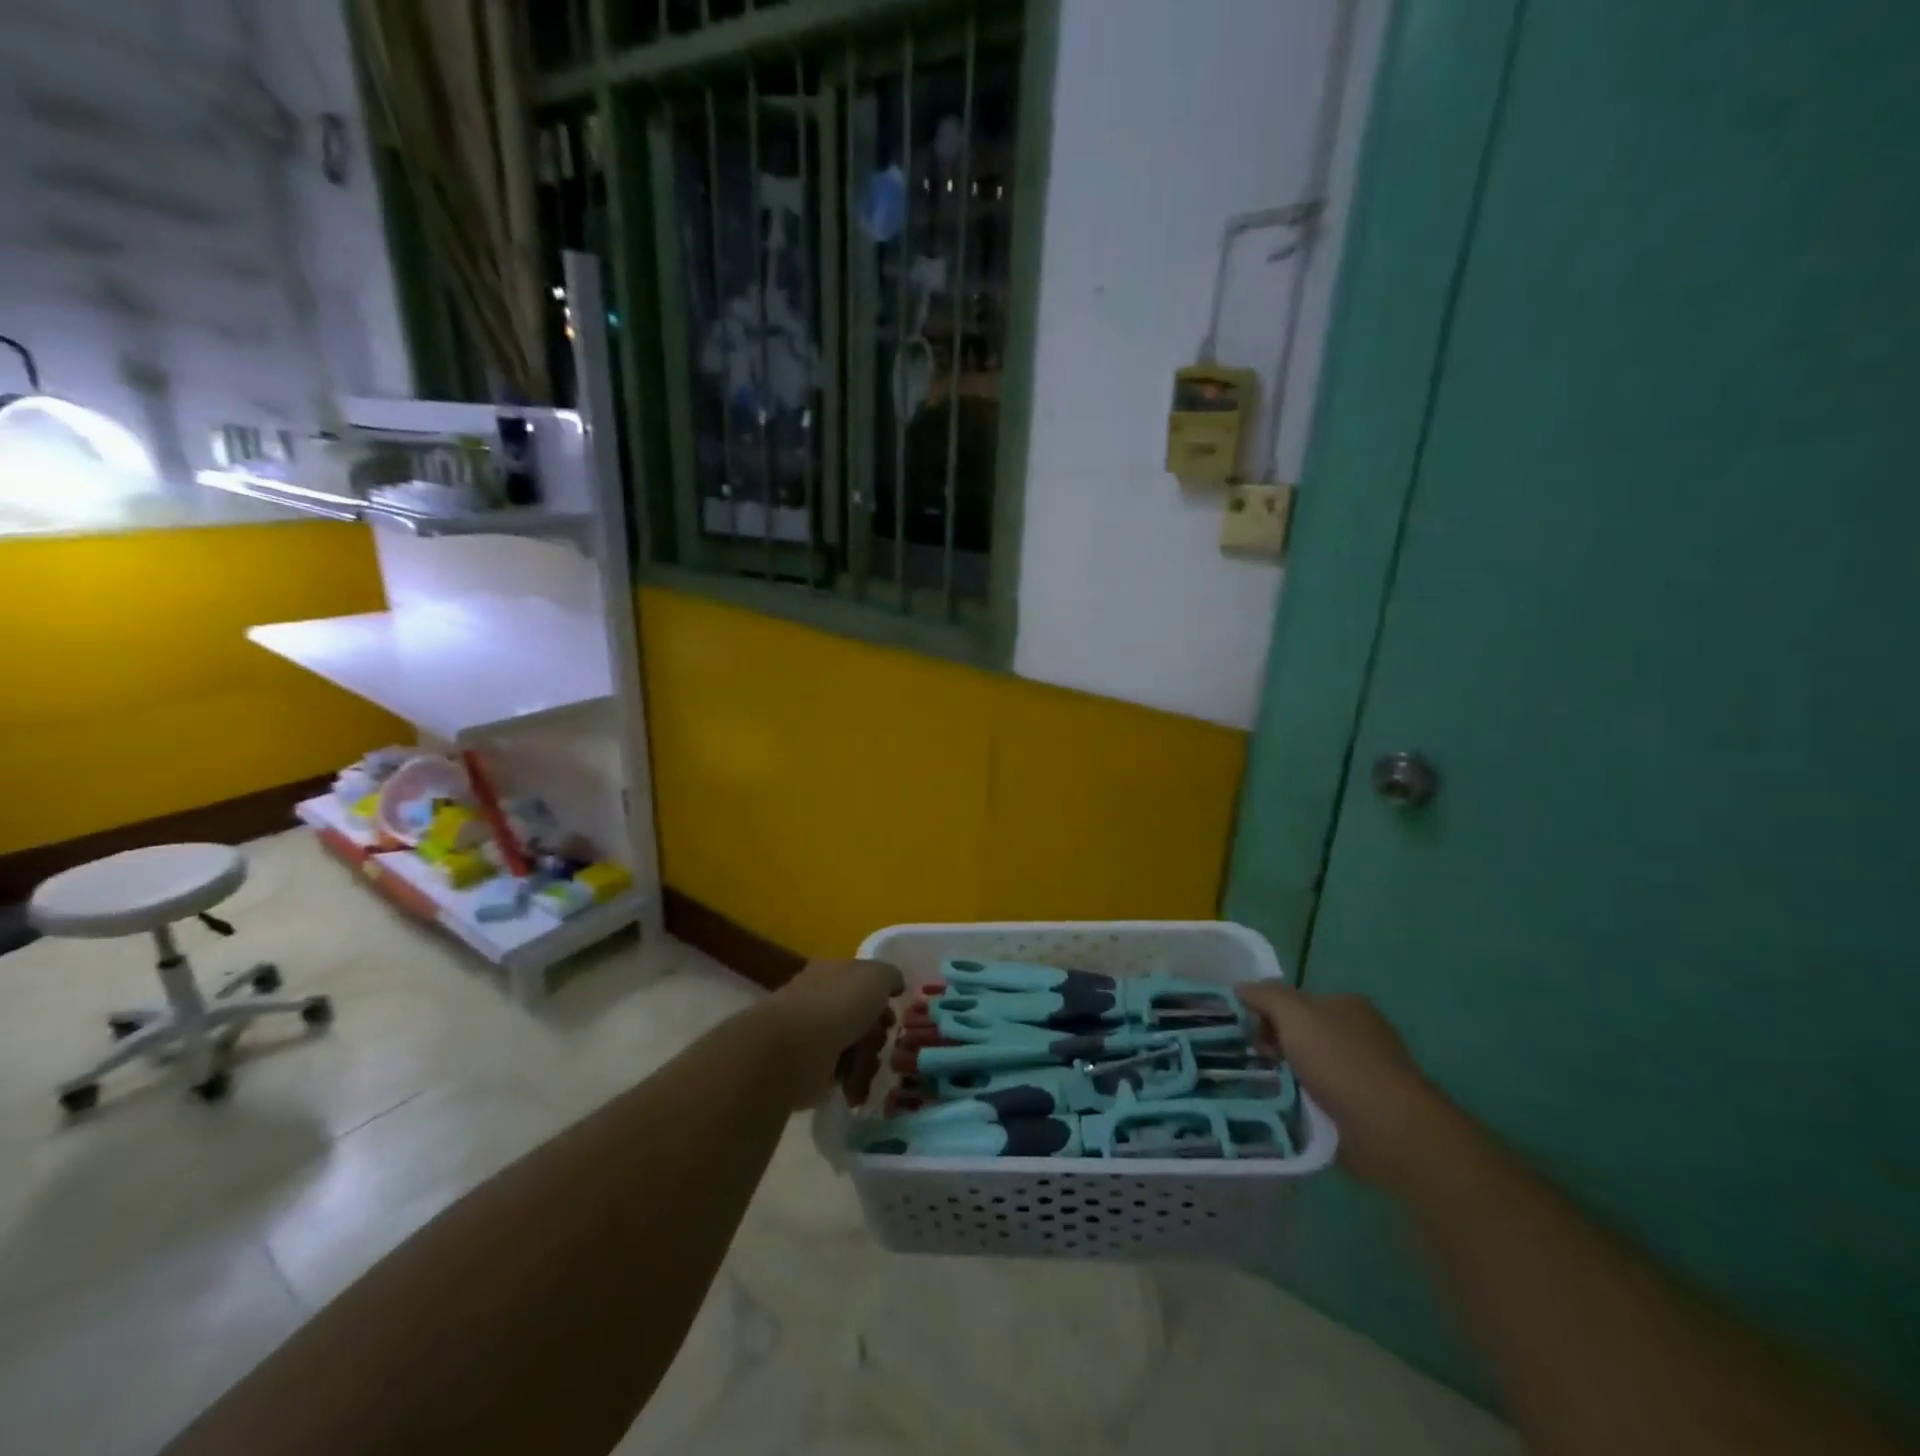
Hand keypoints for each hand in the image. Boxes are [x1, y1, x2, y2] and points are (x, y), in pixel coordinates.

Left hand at [761, 959, 903, 1109]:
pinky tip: (852, 1084)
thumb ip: (890, 976)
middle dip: (876, 1034)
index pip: (861, 982)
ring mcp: (811, 1036)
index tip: (892, 1014)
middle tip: (879, 1041)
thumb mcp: (877, 976)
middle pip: (860, 1018)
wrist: (796, 1047)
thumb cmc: (839, 1003)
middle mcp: (819, 1001)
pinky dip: (851, 1081)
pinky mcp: (808, 1069)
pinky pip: (840, 1074)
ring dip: (866, 1060)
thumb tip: (894, 985)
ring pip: (854, 1047)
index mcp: (831, 973)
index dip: (881, 998)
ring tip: (865, 1067)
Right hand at [1235, 981, 1454, 1191]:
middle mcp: (1359, 1034)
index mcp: (1347, 1005)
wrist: (1387, 1128)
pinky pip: (1321, 1099)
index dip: (1268, 1010)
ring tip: (1262, 1087)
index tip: (1247, 1030)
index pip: (1297, 1000)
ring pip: (1310, 1067)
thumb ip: (1265, 996)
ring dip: (1288, 1076)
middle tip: (1254, 1060)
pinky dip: (1304, 1103)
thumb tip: (1241, 988)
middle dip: (1276, 1044)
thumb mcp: (1293, 1014)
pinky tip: (1287, 1109)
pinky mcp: (1364, 1110)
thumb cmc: (1339, 1060)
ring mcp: (1364, 1074)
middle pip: (1302, 1032)